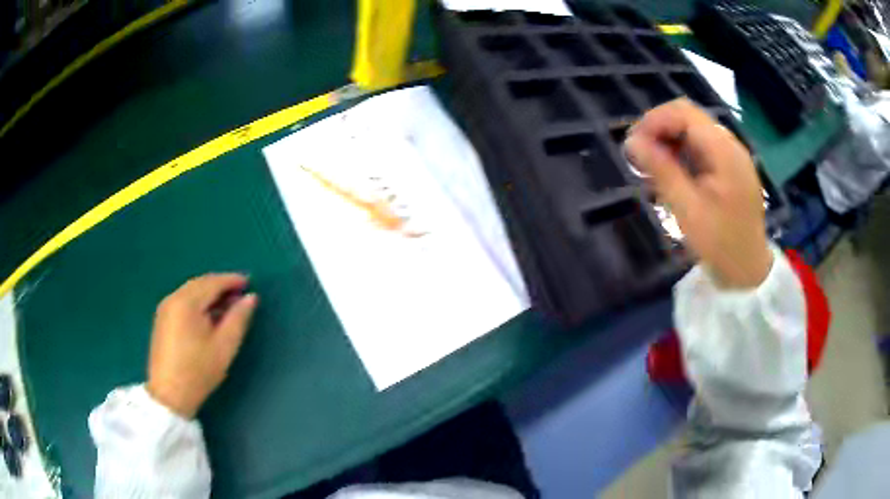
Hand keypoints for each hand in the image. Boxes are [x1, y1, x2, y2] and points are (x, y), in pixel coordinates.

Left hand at [147, 273, 257, 417]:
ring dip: (210, 294)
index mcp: (187, 302)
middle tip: (240, 294)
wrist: (169, 395)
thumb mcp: (224, 346)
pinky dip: (198, 302)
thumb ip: (238, 319)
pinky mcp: (162, 319)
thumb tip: (250, 298)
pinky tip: (209, 315)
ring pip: (191, 291)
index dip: (232, 280)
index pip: (212, 282)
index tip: (249, 283)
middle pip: (200, 283)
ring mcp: (165, 308)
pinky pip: (183, 301)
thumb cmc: (199, 371)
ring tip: (227, 305)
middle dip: (221, 285)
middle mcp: (173, 298)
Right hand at [624, 98, 772, 288]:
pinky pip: (702, 148)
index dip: (654, 120)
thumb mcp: (688, 210)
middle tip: (640, 156)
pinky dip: (683, 154)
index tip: (633, 144)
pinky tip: (673, 174)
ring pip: (694, 132)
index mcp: (724, 151)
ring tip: (653, 167)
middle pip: (689, 118)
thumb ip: (661, 171)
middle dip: (660, 130)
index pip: (684, 112)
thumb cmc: (721, 245)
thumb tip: (630, 142)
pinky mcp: (731, 168)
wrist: (749, 272)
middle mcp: (730, 145)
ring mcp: (732, 156)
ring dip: (670, 142)